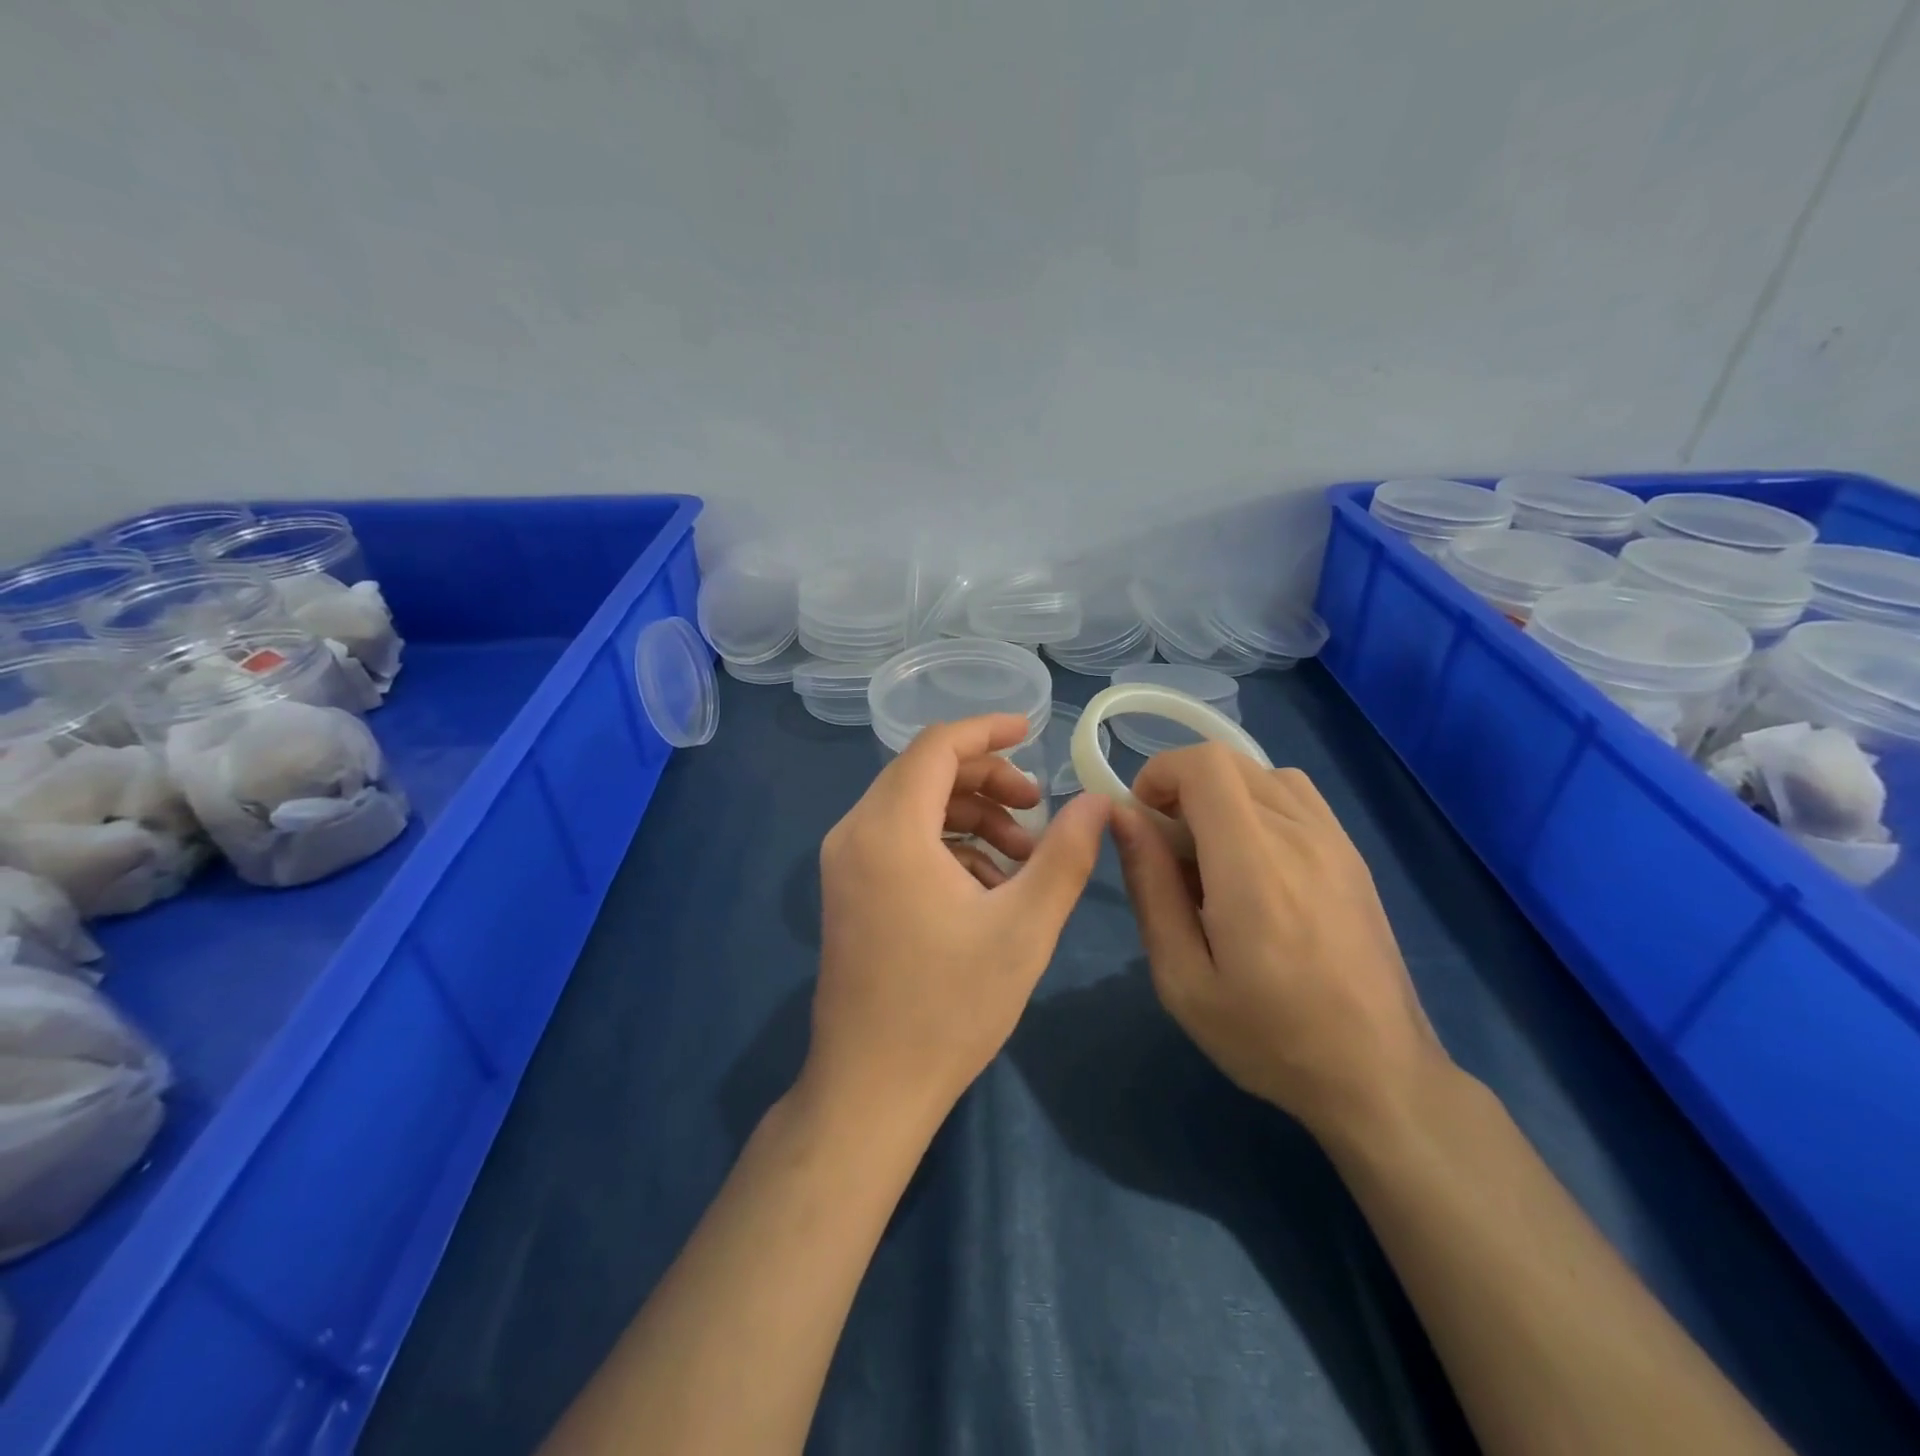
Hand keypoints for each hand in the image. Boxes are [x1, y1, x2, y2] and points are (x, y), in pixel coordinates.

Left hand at [805, 714, 1110, 1130]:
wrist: (872, 1087)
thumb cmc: (950, 1006)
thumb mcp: (1025, 926)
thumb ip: (1066, 853)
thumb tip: (1098, 800)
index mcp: (890, 829)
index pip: (937, 746)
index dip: (988, 731)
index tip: (1034, 731)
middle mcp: (855, 832)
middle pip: (924, 773)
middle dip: (987, 780)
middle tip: (1037, 808)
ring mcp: (844, 862)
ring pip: (913, 807)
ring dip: (970, 817)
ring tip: (1023, 856)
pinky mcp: (848, 889)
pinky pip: (899, 840)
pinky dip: (945, 845)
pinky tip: (987, 885)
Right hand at [1110, 745, 1446, 1144]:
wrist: (1378, 1074)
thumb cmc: (1267, 1036)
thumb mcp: (1182, 977)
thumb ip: (1150, 886)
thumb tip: (1123, 817)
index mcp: (1253, 865)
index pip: (1204, 766)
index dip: (1159, 774)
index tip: (1139, 819)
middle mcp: (1299, 835)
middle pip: (1229, 761)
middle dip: (1181, 786)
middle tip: (1165, 845)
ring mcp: (1335, 840)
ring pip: (1262, 774)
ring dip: (1220, 794)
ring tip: (1208, 853)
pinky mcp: (1352, 854)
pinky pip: (1295, 796)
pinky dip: (1257, 803)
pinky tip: (1253, 861)